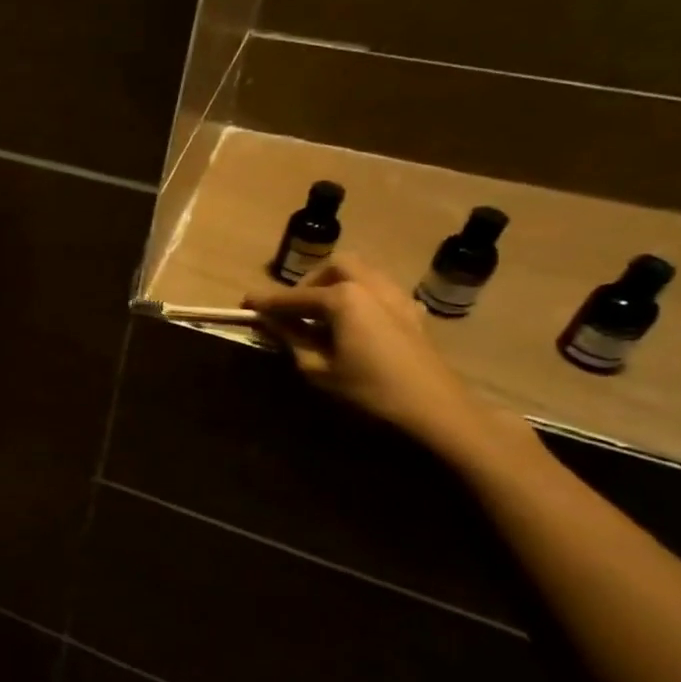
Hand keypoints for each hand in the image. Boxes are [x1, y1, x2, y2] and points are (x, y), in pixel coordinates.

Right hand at [243, 254, 492, 455]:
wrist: (437, 412)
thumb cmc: (370, 391)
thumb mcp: (319, 369)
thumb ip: (292, 338)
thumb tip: (270, 321)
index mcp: (344, 297)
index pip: (294, 296)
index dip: (266, 301)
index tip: (244, 304)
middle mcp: (370, 286)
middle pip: (333, 269)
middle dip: (309, 283)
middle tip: (292, 308)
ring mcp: (397, 297)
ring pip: (360, 274)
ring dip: (335, 286)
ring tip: (320, 315)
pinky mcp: (412, 314)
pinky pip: (379, 291)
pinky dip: (358, 297)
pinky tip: (351, 324)